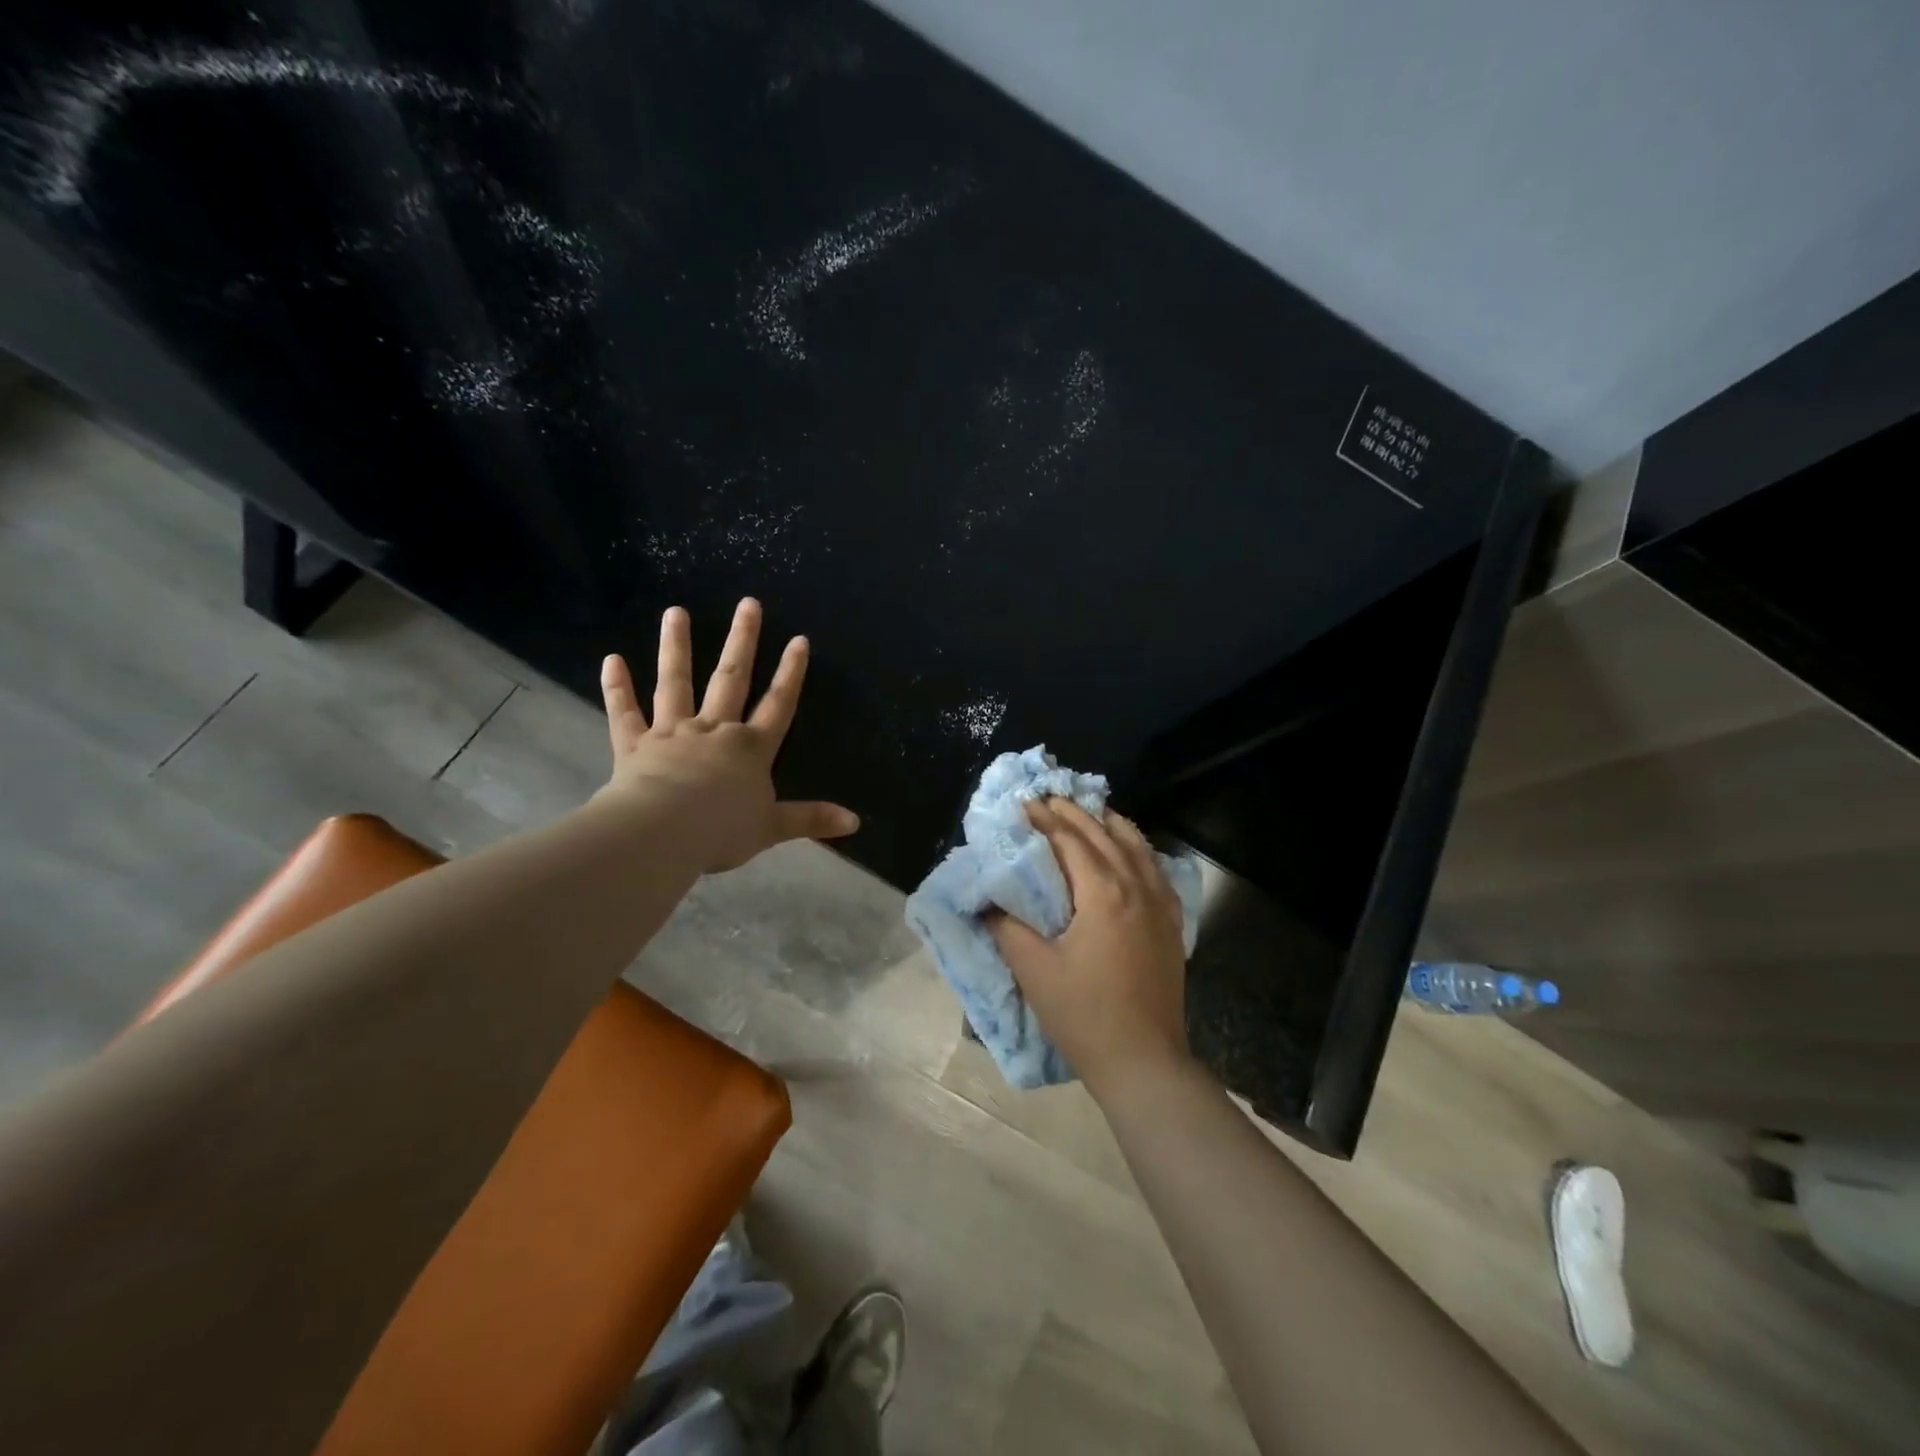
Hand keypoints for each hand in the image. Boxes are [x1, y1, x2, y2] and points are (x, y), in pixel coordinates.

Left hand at [597, 598, 858, 872]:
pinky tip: (611, 660)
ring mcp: (672, 732)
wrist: (663, 833)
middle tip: (748, 604)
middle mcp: (714, 729)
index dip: (791, 673)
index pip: (778, 704)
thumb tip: (855, 822)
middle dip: (742, 641)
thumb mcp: (773, 827)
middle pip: (731, 678)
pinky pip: (625, 713)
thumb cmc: (722, 830)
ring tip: (674, 612)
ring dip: (675, 647)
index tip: (798, 640)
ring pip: (676, 683)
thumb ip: (811, 819)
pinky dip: (617, 689)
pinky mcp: (635, 744)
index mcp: (751, 748)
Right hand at [989, 799, 1190, 1096]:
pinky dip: (1139, 851)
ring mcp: (1160, 905)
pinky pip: (1156, 871)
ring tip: (1091, 813)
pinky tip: (1131, 853)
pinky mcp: (1171, 924)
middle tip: (1049, 799)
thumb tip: (989, 902)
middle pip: (1104, 835)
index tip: (1023, 804)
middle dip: (1075, 813)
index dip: (1044, 820)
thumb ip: (1007, 928)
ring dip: (1110, 825)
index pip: (1070, 841)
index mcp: (1103, 893)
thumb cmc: (1084, 1015)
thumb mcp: (1034, 970)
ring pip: (1137, 847)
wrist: (1143, 1061)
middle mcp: (1136, 887)